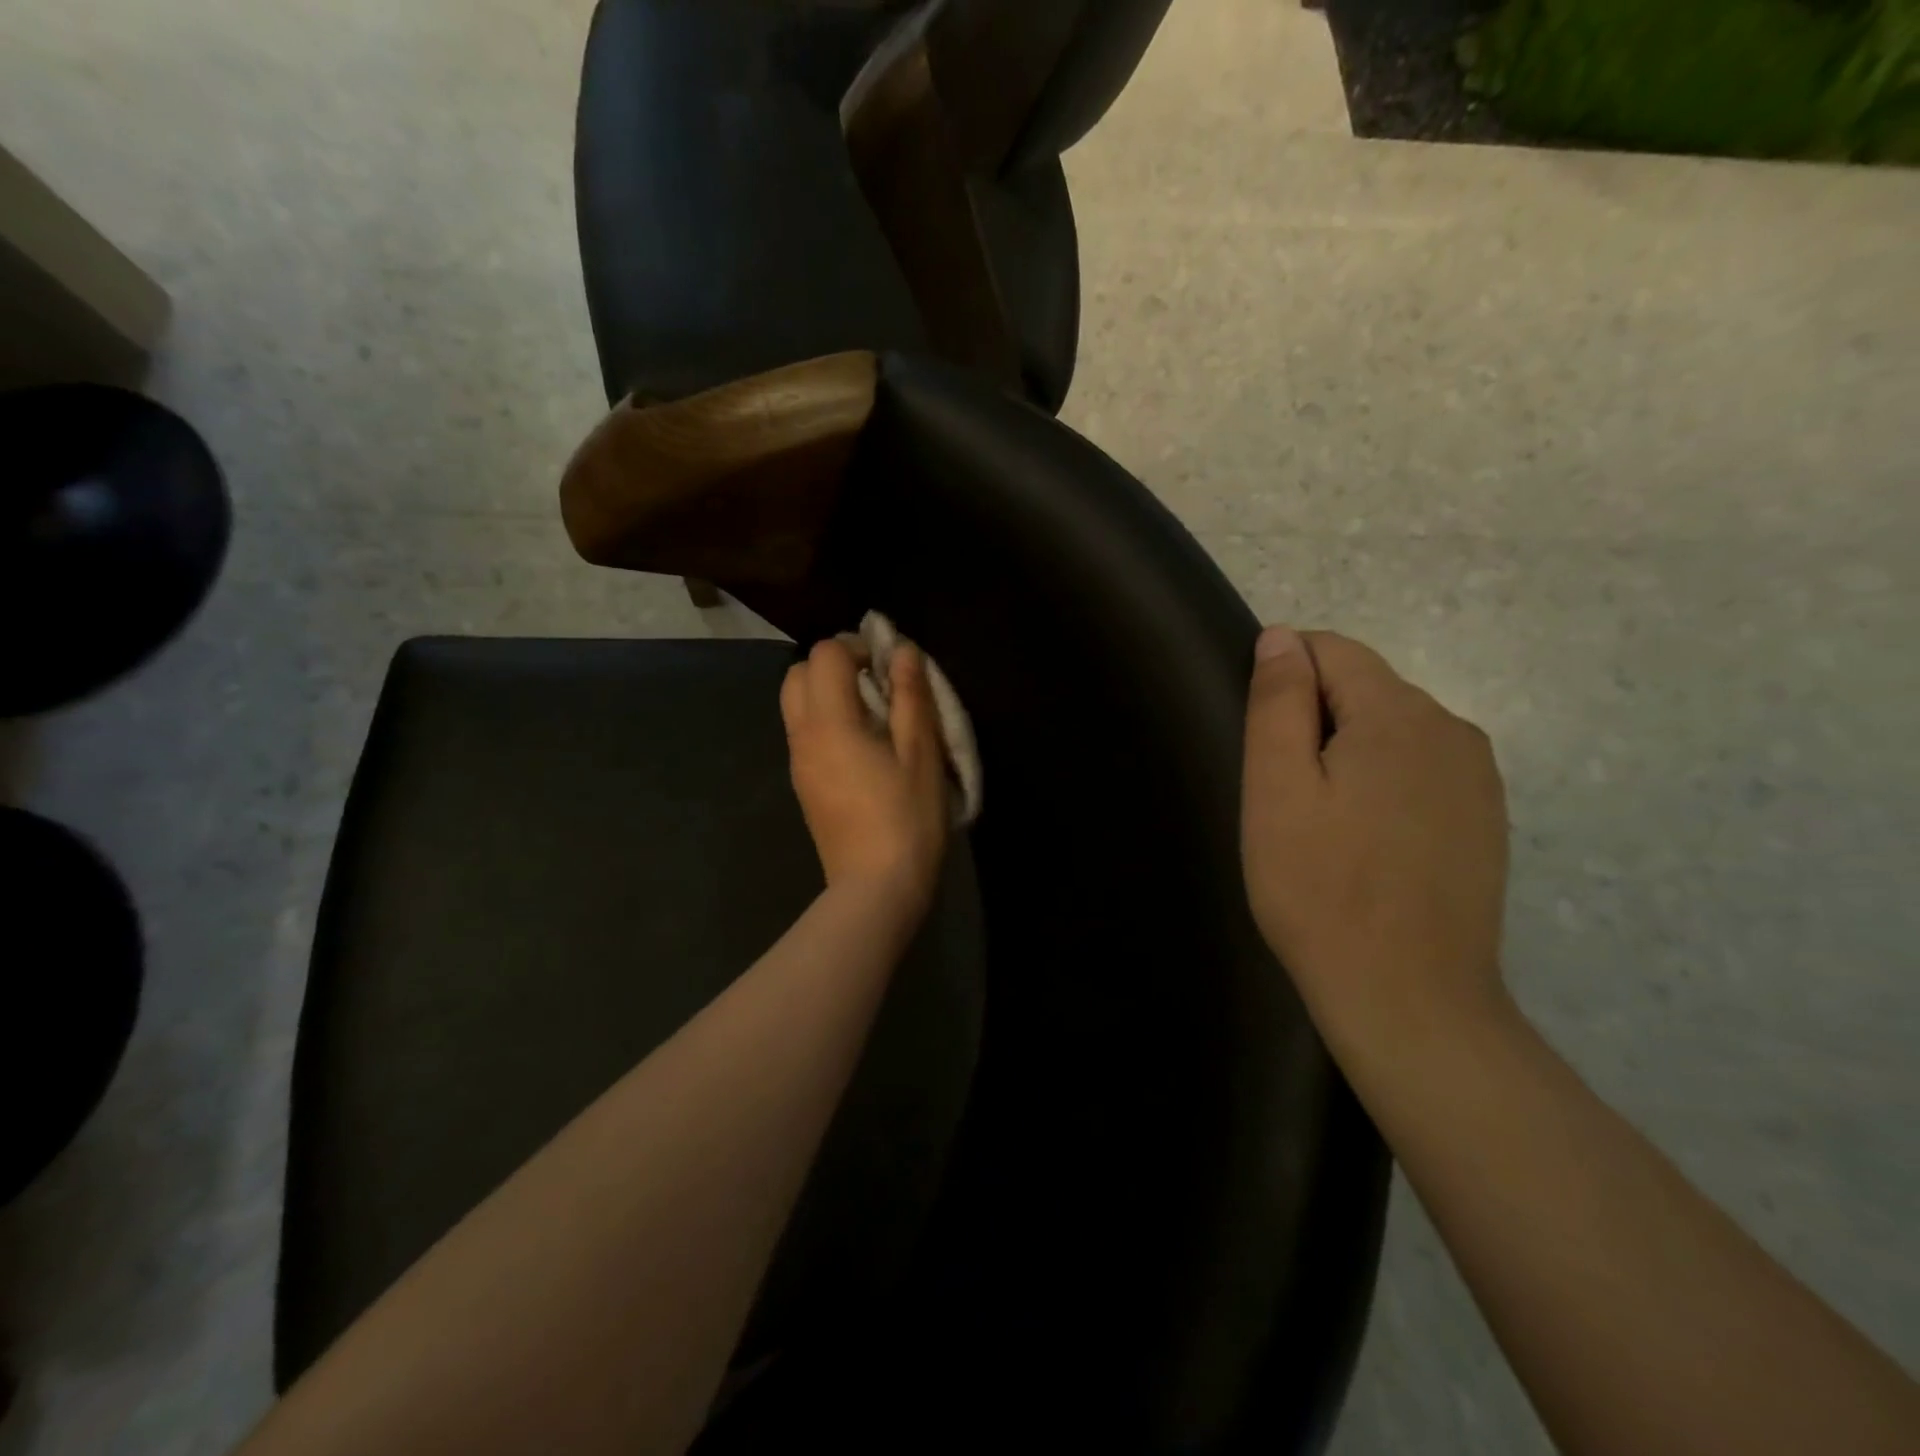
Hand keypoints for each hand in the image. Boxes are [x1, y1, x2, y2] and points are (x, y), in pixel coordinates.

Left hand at [781, 636, 949, 912]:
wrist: (876, 888)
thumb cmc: (907, 818)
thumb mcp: (921, 753)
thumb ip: (910, 696)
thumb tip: (902, 651)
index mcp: (830, 722)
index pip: (824, 655)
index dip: (857, 647)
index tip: (889, 668)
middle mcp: (802, 736)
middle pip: (797, 674)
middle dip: (833, 665)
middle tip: (876, 685)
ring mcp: (798, 763)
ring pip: (795, 705)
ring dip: (827, 694)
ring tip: (872, 716)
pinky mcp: (803, 785)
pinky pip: (803, 733)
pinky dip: (825, 721)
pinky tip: (862, 748)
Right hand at [1241, 626, 1510, 1055]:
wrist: (1407, 996)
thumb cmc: (1320, 887)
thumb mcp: (1276, 789)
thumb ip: (1278, 703)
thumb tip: (1282, 637)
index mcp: (1398, 715)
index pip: (1332, 650)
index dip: (1284, 674)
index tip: (1258, 734)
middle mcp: (1452, 730)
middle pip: (1365, 688)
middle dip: (1315, 716)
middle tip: (1280, 789)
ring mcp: (1478, 777)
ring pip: (1393, 729)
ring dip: (1347, 750)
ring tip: (1318, 818)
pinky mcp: (1485, 818)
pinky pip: (1420, 769)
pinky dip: (1382, 781)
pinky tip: (1363, 839)